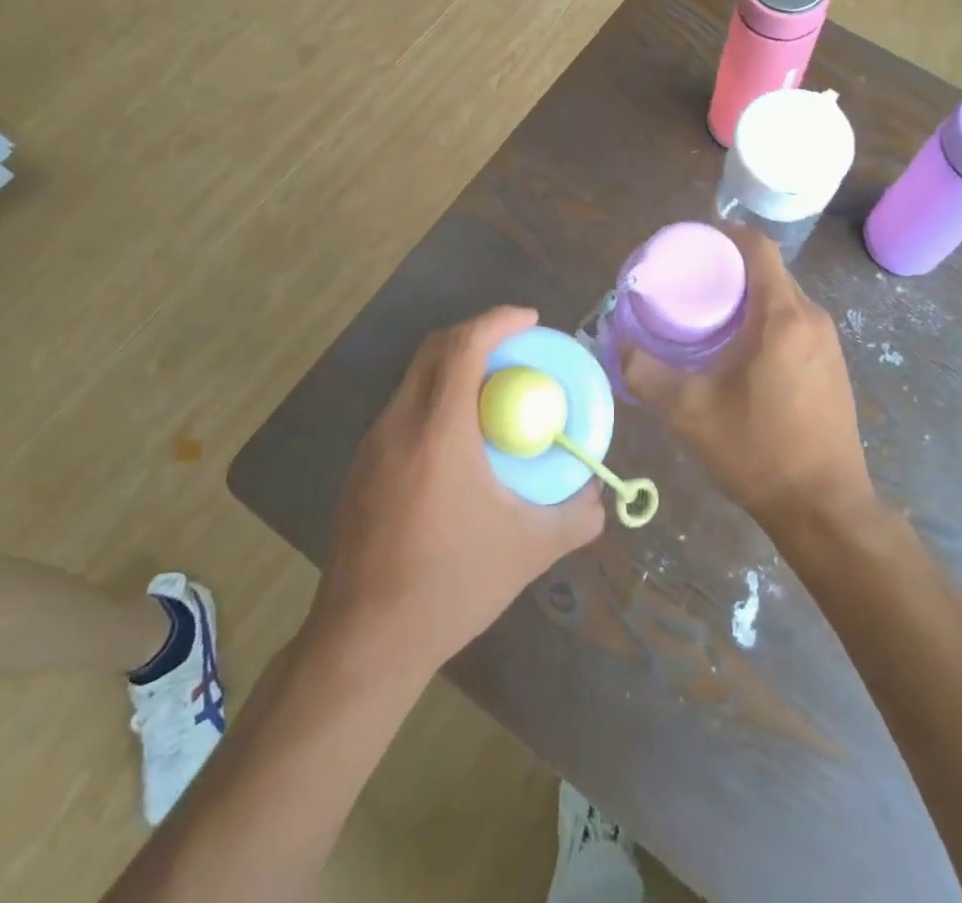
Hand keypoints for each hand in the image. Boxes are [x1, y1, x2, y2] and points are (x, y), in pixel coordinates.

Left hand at [314, 307, 604, 669]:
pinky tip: (459, 440)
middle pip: (435, 349)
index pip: (464, 347)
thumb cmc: (450, 585)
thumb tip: (600, 500)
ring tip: (493, 390)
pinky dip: (436, 398)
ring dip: (454, 365)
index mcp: (438, 431)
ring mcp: (372, 446)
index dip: (498, 321)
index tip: (531, 320)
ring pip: (415, 378)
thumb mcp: (528, 551)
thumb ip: (575, 518)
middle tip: (517, 349)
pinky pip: (404, 409)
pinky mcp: (361, 468)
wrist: (364, 643)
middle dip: (477, 333)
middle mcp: (399, 425)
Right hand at [620, 225, 872, 531]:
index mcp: (784, 316)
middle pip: (767, 271)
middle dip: (727, 268)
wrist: (824, 508)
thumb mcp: (690, 412)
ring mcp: (828, 342)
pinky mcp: (832, 364)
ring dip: (745, 296)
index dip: (723, 233)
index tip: (690, 242)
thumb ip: (647, 373)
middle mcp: (812, 318)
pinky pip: (794, 322)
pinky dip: (764, 319)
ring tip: (705, 314)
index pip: (757, 246)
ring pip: (781, 298)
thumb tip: (617, 343)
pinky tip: (737, 349)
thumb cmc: (758, 451)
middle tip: (685, 283)